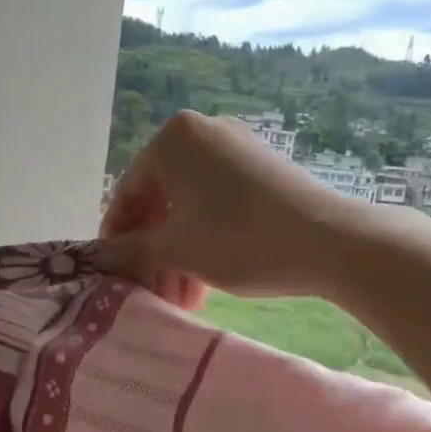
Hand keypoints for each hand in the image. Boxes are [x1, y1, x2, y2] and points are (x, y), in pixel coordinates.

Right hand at [99, 111, 351, 307]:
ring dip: (178, 254)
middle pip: (160, 200)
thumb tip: (99, 255)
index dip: (117, 237)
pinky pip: (216, 202)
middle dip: (153, 252)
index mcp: (172, 139)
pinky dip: (204, 238)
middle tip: (152, 292)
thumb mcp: (175, 248)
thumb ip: (130, 249)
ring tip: (182, 299)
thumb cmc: (238, 239)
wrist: (330, 241)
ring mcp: (235, 147)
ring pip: (189, 206)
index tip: (112, 272)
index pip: (128, 191)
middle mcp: (202, 132)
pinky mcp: (261, 168)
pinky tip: (204, 281)